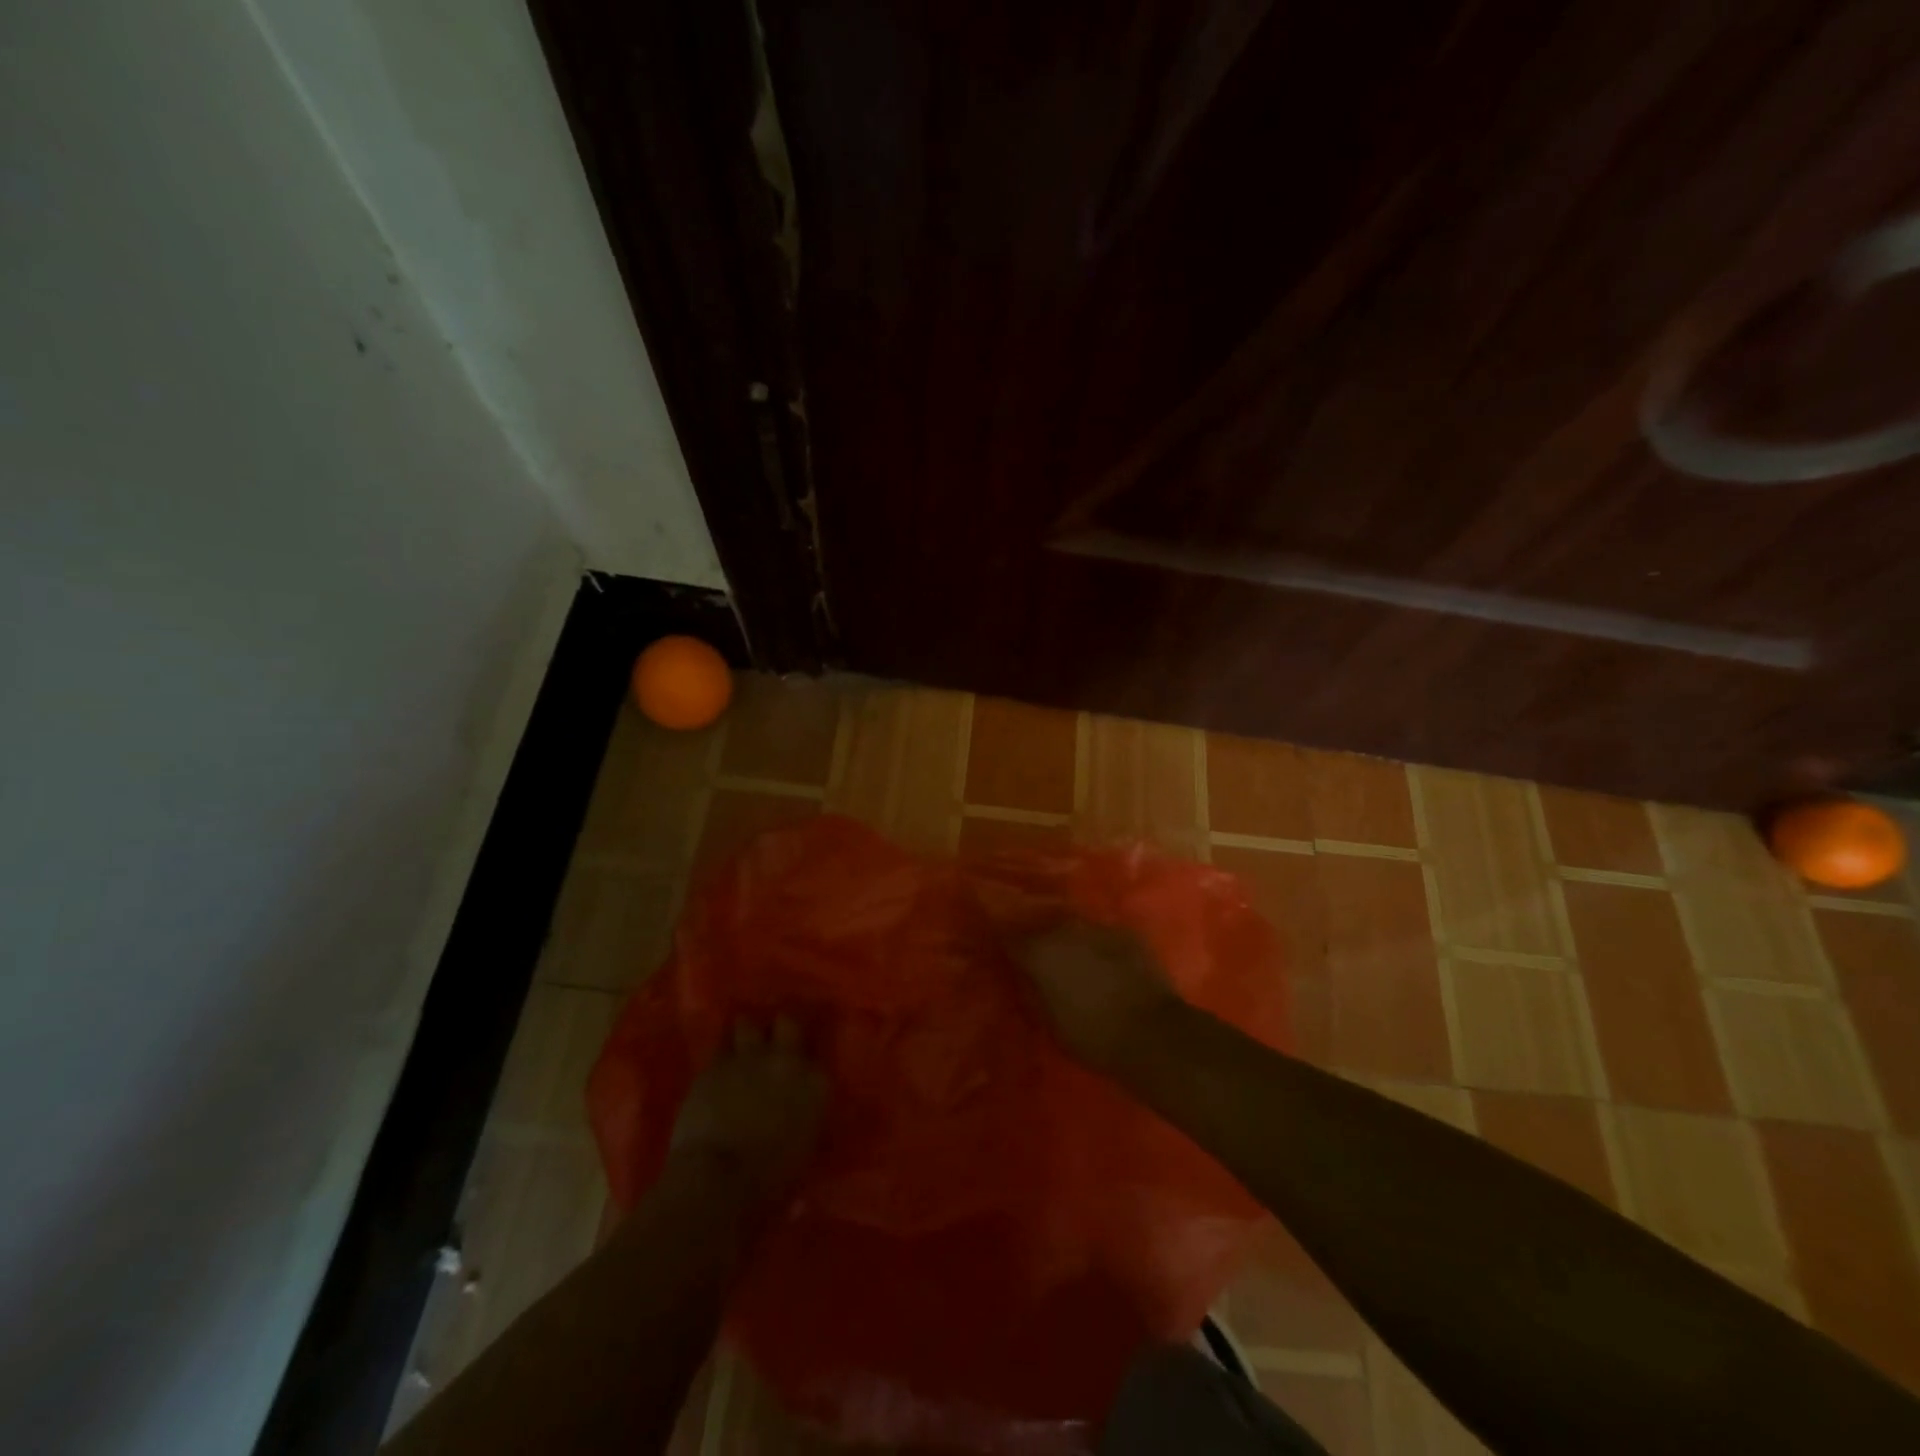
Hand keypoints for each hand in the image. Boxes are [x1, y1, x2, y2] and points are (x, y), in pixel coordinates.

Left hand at [670, 1016, 826, 1205]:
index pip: (817, 1054)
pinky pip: (720, 1046)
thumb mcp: (805, 1151)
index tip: (799, 1069)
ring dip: (746, 1034)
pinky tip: (719, 1066)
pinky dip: (721, 1055)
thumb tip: (807, 1117)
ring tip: (742, 1047)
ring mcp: (748, 1058)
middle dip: (780, 1029)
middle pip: (787, 1022)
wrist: (719, 1179)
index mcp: (815, 1083)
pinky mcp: (714, 1066)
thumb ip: (809, 1122)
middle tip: (773, 1043)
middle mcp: (785, 1060)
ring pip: (748, 1024)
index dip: (805, 1060)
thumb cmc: (770, 1179)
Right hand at [1013, 919, 1181, 1073]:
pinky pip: (1103, 936)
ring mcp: (1098, 927)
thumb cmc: (1092, 1035)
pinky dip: (1100, 947)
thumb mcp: (1049, 1022)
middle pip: (1043, 928)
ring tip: (1077, 963)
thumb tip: (1023, 976)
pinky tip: (1108, 966)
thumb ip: (1032, 991)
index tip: (1008, 958)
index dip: (1009, 949)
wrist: (1152, 1033)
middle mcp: (1065, 930)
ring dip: (1071, 942)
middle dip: (1041, 942)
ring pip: (1075, 929)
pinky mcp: (1127, 933)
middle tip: (1044, 964)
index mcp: (1040, 952)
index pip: (1010, 939)